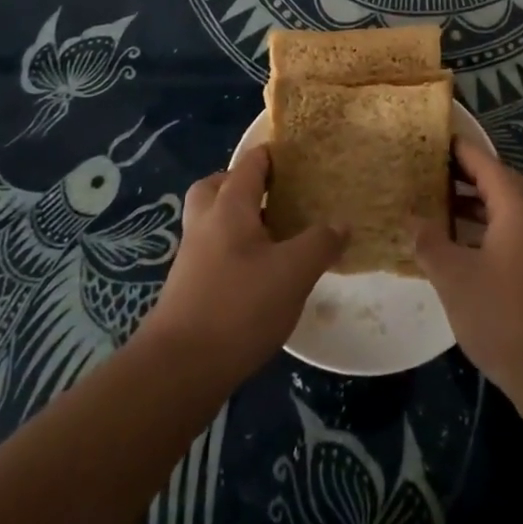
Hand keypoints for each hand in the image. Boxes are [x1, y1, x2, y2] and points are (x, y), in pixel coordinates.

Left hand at [139, 146, 345, 386]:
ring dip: (239, 219)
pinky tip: (260, 274)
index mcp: (229, 206)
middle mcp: (205, 222)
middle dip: (245, 184)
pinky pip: (212, 249)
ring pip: (213, 219)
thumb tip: (342, 223)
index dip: (274, 155)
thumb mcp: (294, 272)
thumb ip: (320, 243)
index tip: (301, 158)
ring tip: (275, 235)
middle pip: (218, 186)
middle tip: (276, 196)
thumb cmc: (239, 307)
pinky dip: (234, 249)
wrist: (180, 368)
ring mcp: (192, 255)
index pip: (250, 164)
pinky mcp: (188, 286)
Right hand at [412, 138, 522, 403]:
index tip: (433, 139)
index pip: (485, 163)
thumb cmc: (502, 316)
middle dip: (465, 176)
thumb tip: (412, 219)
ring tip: (439, 206)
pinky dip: (489, 229)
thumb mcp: (454, 277)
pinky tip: (463, 247)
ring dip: (476, 205)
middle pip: (500, 183)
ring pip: (509, 211)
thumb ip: (429, 242)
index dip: (458, 150)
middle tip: (429, 172)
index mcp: (518, 207)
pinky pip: (516, 234)